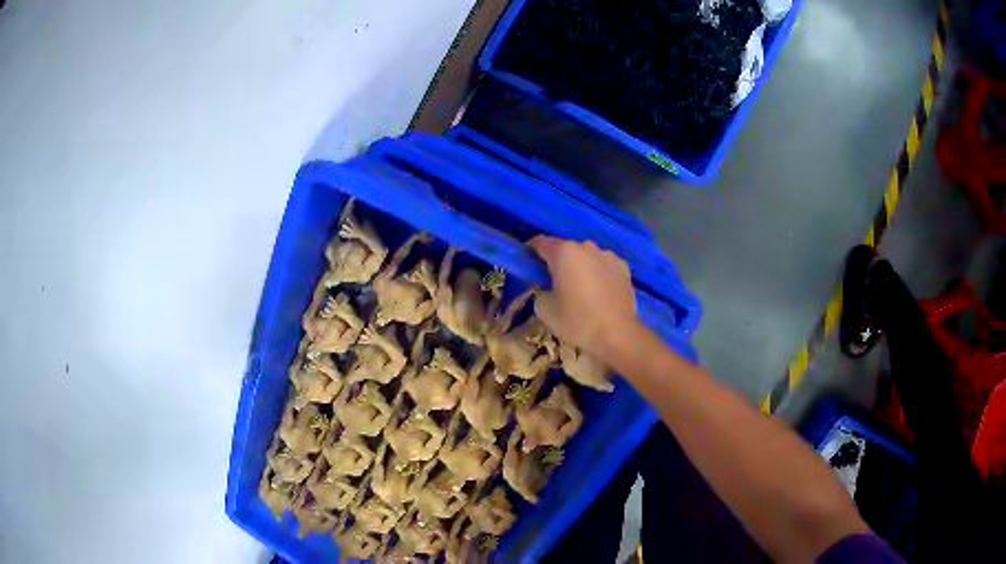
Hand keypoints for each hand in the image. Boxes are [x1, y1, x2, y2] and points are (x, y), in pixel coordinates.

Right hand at [529, 236, 637, 357]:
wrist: (617, 334)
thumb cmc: (577, 321)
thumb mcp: (544, 310)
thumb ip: (540, 291)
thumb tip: (546, 288)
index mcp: (564, 252)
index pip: (540, 242)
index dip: (531, 250)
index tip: (529, 263)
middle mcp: (586, 247)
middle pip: (566, 249)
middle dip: (558, 261)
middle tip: (554, 281)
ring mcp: (608, 255)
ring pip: (587, 257)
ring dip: (580, 267)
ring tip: (581, 288)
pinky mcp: (624, 267)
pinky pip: (604, 266)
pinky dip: (598, 273)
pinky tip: (599, 292)